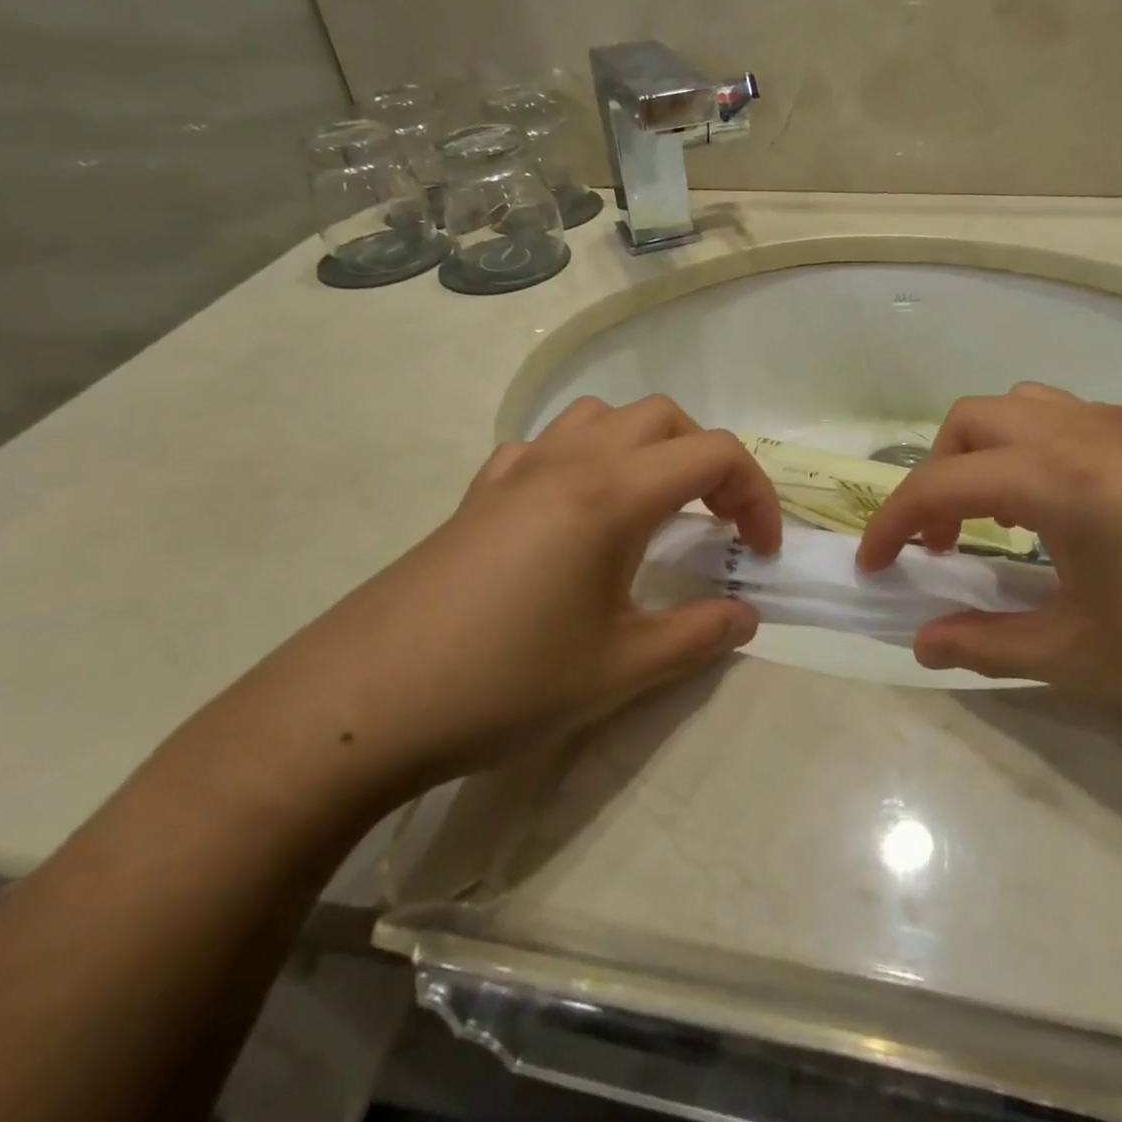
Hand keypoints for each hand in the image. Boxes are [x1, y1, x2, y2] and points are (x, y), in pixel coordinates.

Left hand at [225, 396, 781, 807]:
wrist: (360, 705)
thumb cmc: (504, 683)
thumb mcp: (620, 669)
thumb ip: (699, 636)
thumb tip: (747, 617)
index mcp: (612, 493)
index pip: (715, 454)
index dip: (756, 495)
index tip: (761, 551)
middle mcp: (569, 461)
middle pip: (664, 418)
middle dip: (707, 460)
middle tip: (717, 523)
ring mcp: (516, 471)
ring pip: (601, 416)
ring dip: (645, 446)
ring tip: (652, 505)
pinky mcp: (478, 494)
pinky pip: (544, 445)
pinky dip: (582, 458)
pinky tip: (573, 512)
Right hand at [857, 383, 1121, 738]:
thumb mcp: (1085, 656)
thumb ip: (989, 645)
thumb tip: (921, 645)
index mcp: (1055, 477)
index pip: (939, 485)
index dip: (892, 524)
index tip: (874, 567)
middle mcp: (1081, 432)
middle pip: (971, 422)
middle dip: (934, 476)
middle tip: (942, 545)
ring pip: (1020, 409)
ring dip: (984, 455)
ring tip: (995, 520)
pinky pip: (1065, 420)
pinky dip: (1030, 451)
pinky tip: (1059, 512)